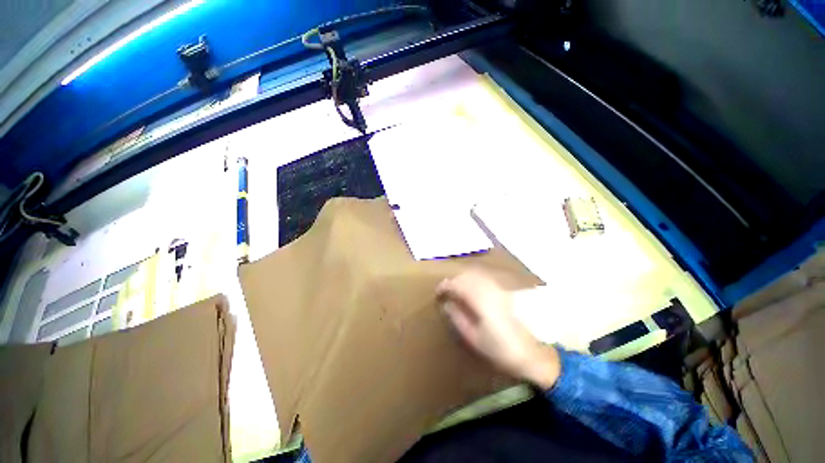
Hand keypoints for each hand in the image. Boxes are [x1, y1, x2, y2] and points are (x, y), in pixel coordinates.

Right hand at [437, 270, 560, 389]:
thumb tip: (447, 304)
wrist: (537, 354)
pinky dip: (476, 279)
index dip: (445, 286)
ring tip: (458, 290)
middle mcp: (490, 287)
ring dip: (464, 278)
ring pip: (477, 273)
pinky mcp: (508, 289)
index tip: (438, 293)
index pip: (457, 284)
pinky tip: (474, 289)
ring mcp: (501, 286)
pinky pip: (487, 277)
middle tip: (447, 291)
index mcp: (481, 299)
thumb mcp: (475, 339)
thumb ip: (458, 318)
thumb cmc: (504, 350)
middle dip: (454, 280)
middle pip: (467, 274)